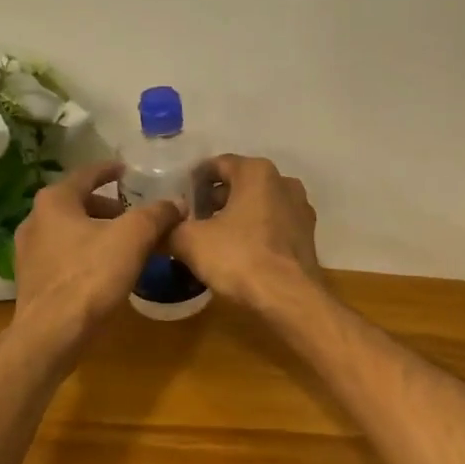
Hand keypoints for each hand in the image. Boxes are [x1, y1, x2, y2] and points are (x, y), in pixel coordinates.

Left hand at [12, 161, 181, 353]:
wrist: (51, 335)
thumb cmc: (91, 276)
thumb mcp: (134, 237)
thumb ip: (157, 214)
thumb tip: (176, 203)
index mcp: (55, 201)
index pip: (87, 174)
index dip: (111, 170)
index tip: (128, 170)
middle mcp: (35, 220)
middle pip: (79, 204)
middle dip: (109, 208)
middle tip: (136, 215)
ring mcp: (29, 253)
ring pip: (72, 232)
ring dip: (99, 233)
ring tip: (128, 245)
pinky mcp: (33, 281)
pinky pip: (66, 257)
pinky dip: (88, 255)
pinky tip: (108, 271)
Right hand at [170, 155, 321, 310]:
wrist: (289, 298)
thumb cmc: (239, 258)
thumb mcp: (190, 242)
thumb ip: (170, 229)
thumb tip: (157, 231)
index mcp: (257, 172)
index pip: (217, 164)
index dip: (193, 181)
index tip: (178, 199)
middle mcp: (284, 182)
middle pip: (240, 184)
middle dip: (214, 200)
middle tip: (192, 221)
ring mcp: (300, 209)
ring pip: (259, 205)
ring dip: (235, 217)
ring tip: (212, 238)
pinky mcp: (307, 236)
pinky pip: (273, 226)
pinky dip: (255, 233)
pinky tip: (239, 253)